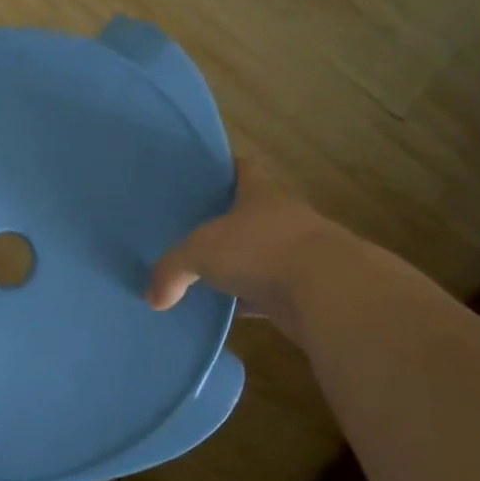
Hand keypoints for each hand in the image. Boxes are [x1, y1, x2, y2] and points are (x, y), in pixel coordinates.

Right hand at [147, 162, 333, 332]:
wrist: (327, 293)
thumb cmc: (261, 251)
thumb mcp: (200, 252)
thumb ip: (171, 270)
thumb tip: (152, 297)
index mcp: (260, 194)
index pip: (241, 169)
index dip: (221, 169)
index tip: (198, 176)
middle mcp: (281, 218)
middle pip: (248, 214)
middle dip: (223, 222)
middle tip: (186, 229)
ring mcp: (295, 255)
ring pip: (257, 256)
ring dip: (236, 265)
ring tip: (200, 273)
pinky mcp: (301, 290)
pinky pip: (265, 293)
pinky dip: (247, 300)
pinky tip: (224, 311)